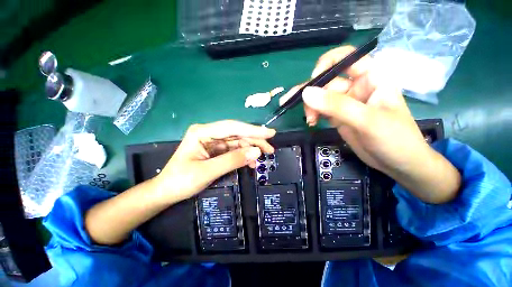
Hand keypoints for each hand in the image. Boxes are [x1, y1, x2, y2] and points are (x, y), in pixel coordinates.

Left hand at [155, 120, 275, 201]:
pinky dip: (244, 155)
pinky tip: (251, 162)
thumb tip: (256, 152)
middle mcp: (209, 133)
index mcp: (203, 132)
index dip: (253, 130)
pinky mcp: (217, 150)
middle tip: (270, 149)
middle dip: (255, 140)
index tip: (270, 133)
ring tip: (264, 156)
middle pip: (237, 133)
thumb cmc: (181, 181)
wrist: (167, 192)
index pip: (232, 127)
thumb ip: (233, 160)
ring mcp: (214, 141)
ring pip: (238, 141)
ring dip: (251, 148)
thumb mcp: (207, 171)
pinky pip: (234, 150)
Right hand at [294, 46, 460, 202]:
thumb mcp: (366, 119)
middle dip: (312, 93)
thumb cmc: (394, 138)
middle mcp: (356, 86)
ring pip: (321, 97)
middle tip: (298, 105)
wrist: (398, 163)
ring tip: (310, 120)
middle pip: (327, 81)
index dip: (327, 64)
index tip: (313, 82)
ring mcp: (346, 103)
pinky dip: (313, 115)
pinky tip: (311, 122)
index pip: (346, 58)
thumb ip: (336, 105)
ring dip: (310, 107)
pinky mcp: (338, 117)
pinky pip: (321, 110)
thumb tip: (306, 93)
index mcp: (371, 77)